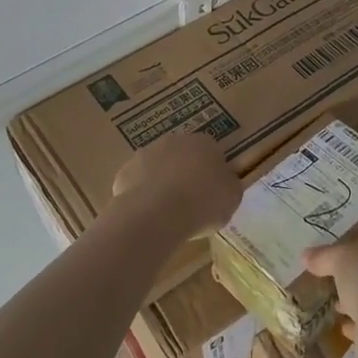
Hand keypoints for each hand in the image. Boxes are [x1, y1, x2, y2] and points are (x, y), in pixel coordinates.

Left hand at [111, 131, 242, 239]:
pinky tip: (147, 216)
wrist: (157, 213)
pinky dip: (142, 196)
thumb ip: (228, 186)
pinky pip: (138, 184)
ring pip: (158, 168)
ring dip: (162, 183)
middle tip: (189, 202)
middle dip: (185, 174)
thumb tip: (224, 183)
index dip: (211, 173)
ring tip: (166, 213)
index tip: (212, 194)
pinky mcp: (125, 172)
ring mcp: (146, 154)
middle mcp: (175, 141)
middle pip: (182, 156)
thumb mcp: (232, 198)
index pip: (211, 152)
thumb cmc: (203, 203)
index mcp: (204, 143)